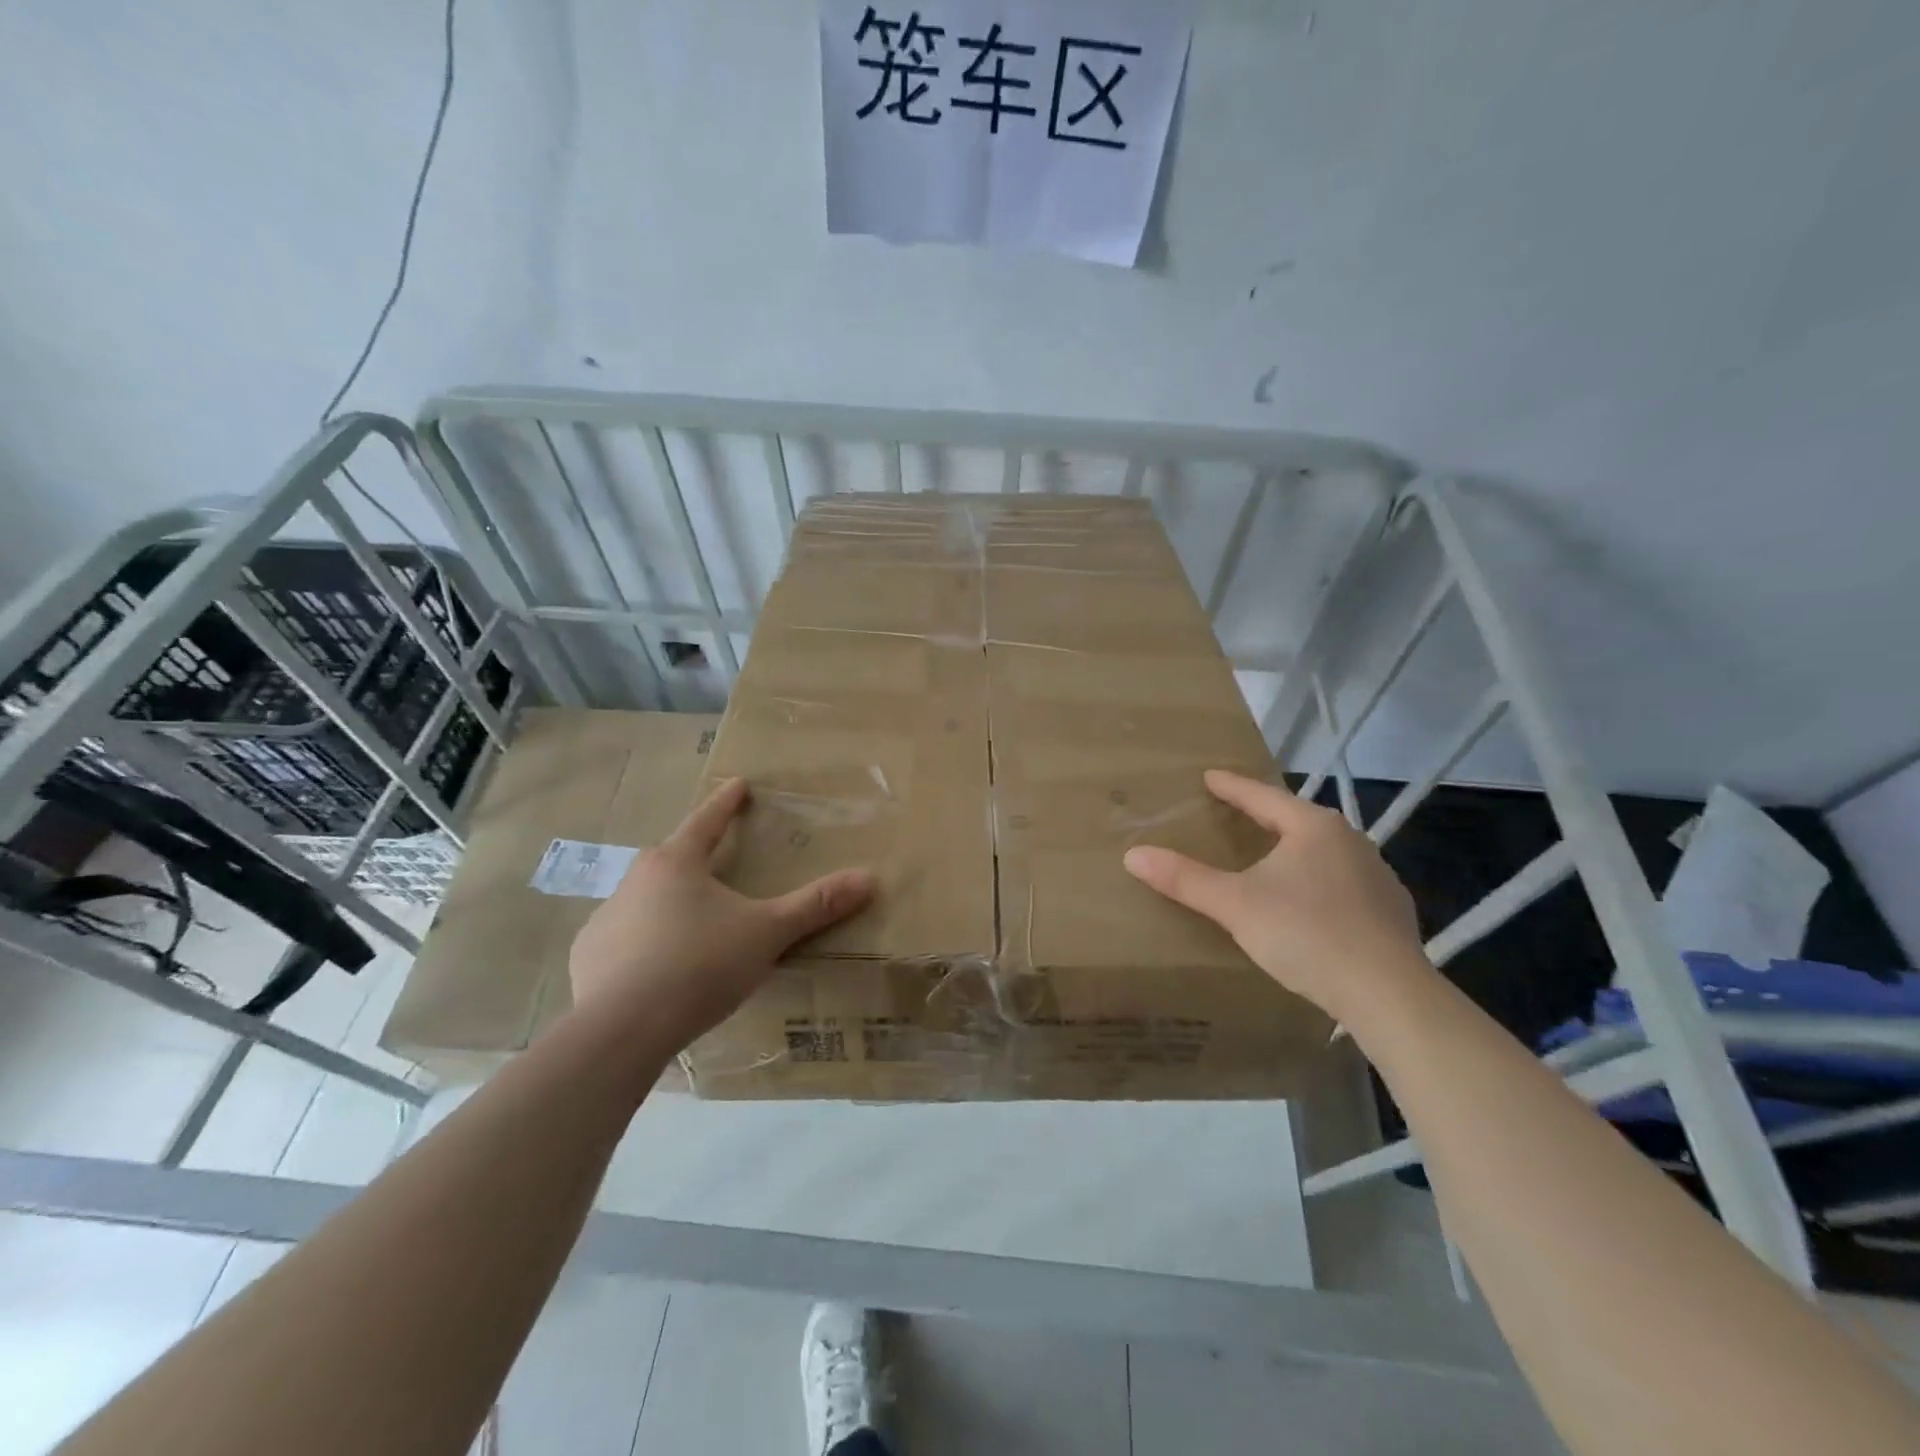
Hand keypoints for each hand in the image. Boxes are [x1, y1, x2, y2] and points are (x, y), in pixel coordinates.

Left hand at [568, 778, 875, 1051]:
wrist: (619, 1030)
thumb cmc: (699, 965)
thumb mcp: (766, 933)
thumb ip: (814, 906)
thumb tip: (868, 877)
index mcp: (677, 864)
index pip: (706, 820)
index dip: (726, 802)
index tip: (737, 784)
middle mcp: (636, 881)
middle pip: (671, 858)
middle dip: (694, 856)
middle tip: (714, 862)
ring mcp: (606, 919)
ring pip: (644, 900)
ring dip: (666, 904)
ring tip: (690, 926)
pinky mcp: (588, 958)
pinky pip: (622, 940)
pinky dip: (641, 945)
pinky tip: (655, 970)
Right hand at [1122, 769, 1427, 1021]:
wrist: (1387, 994)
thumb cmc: (1305, 934)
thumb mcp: (1235, 905)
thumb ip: (1185, 879)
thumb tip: (1133, 855)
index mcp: (1313, 827)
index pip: (1262, 797)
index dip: (1232, 787)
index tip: (1209, 777)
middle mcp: (1350, 841)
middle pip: (1296, 820)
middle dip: (1265, 818)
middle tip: (1235, 816)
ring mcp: (1377, 876)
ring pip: (1323, 853)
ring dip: (1294, 852)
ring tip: (1270, 861)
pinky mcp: (1392, 911)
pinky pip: (1343, 883)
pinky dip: (1318, 884)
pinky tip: (1309, 906)